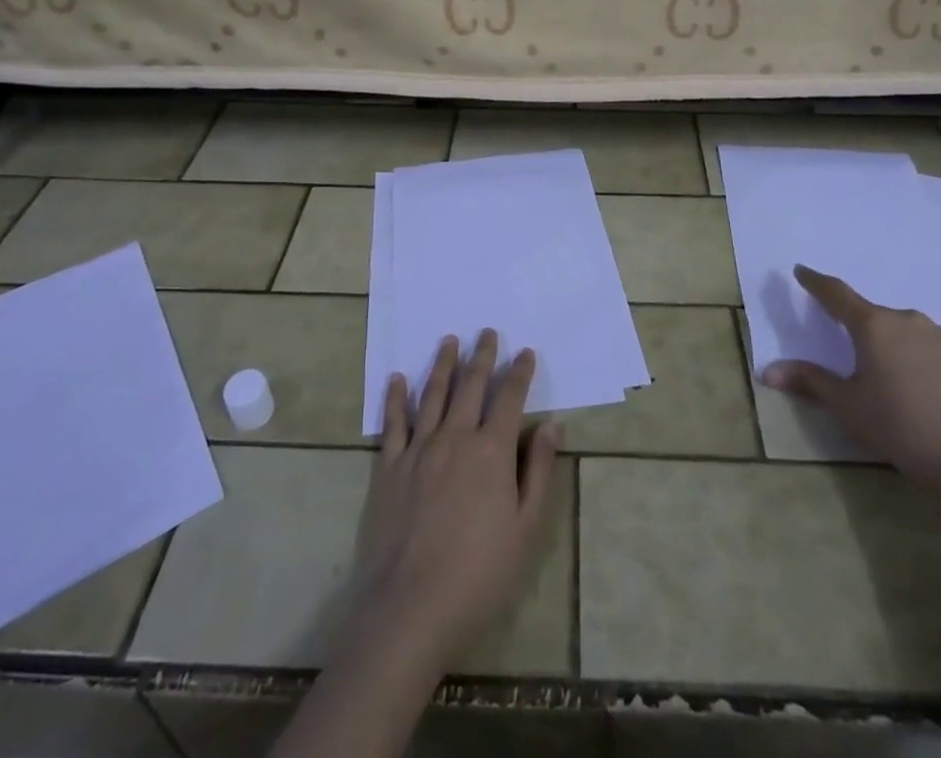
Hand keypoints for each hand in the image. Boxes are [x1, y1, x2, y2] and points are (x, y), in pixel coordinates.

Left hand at [350, 330, 559, 670]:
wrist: (410, 609)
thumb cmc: (479, 574)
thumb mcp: (526, 529)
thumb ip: (540, 472)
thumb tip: (552, 426)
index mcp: (491, 451)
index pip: (509, 399)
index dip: (519, 373)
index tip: (525, 352)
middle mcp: (455, 438)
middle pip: (470, 386)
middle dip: (482, 356)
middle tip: (486, 332)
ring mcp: (418, 450)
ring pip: (432, 394)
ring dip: (442, 364)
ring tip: (449, 341)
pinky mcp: (388, 468)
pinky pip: (393, 423)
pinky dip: (396, 397)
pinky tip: (397, 379)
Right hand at [761, 264, 940, 491]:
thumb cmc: (900, 427)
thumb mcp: (847, 406)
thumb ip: (809, 381)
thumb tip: (768, 372)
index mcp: (873, 326)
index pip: (836, 293)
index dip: (816, 282)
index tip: (802, 271)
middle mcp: (907, 319)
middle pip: (874, 317)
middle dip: (861, 330)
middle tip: (856, 358)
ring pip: (907, 332)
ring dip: (895, 345)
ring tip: (895, 380)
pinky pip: (935, 349)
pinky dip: (924, 360)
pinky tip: (928, 389)